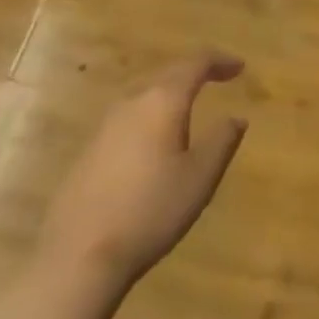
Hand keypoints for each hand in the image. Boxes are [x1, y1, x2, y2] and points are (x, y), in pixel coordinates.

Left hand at [37, 55, 248, 290]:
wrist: (78, 258)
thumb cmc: (150, 210)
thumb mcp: (200, 177)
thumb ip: (222, 140)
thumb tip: (235, 117)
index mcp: (162, 101)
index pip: (195, 63)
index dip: (219, 60)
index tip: (240, 67)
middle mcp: (131, 103)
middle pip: (166, 73)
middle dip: (193, 71)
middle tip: (216, 78)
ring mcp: (103, 127)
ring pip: (142, 93)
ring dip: (168, 91)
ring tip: (187, 104)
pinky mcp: (86, 152)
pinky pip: (126, 117)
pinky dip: (148, 113)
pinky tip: (152, 138)